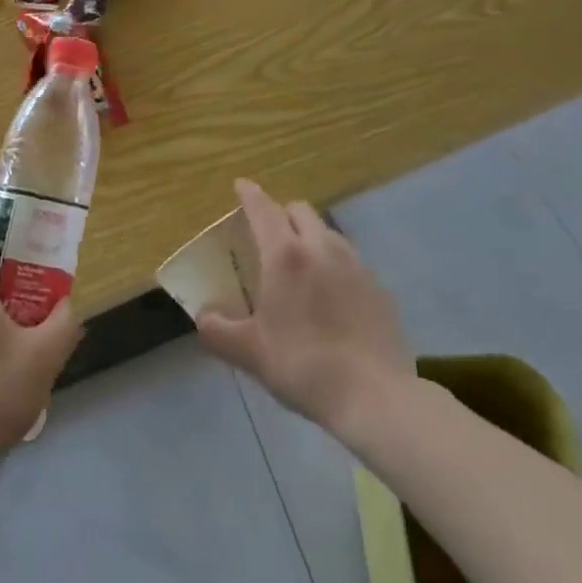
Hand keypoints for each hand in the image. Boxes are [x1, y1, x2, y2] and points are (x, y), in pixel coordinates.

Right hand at [195, 179, 411, 435]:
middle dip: (281, 213)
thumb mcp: (250, 353)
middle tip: (269, 235)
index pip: (263, 208)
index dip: (249, 194)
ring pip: (327, 232)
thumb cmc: (303, 366)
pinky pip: (350, 260)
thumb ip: (218, 331)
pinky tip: (332, 295)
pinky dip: (334, 264)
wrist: (375, 396)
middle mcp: (321, 247)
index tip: (241, 186)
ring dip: (310, 236)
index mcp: (286, 255)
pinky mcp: (378, 285)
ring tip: (302, 264)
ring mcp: (355, 263)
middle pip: (299, 210)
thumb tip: (203, 318)